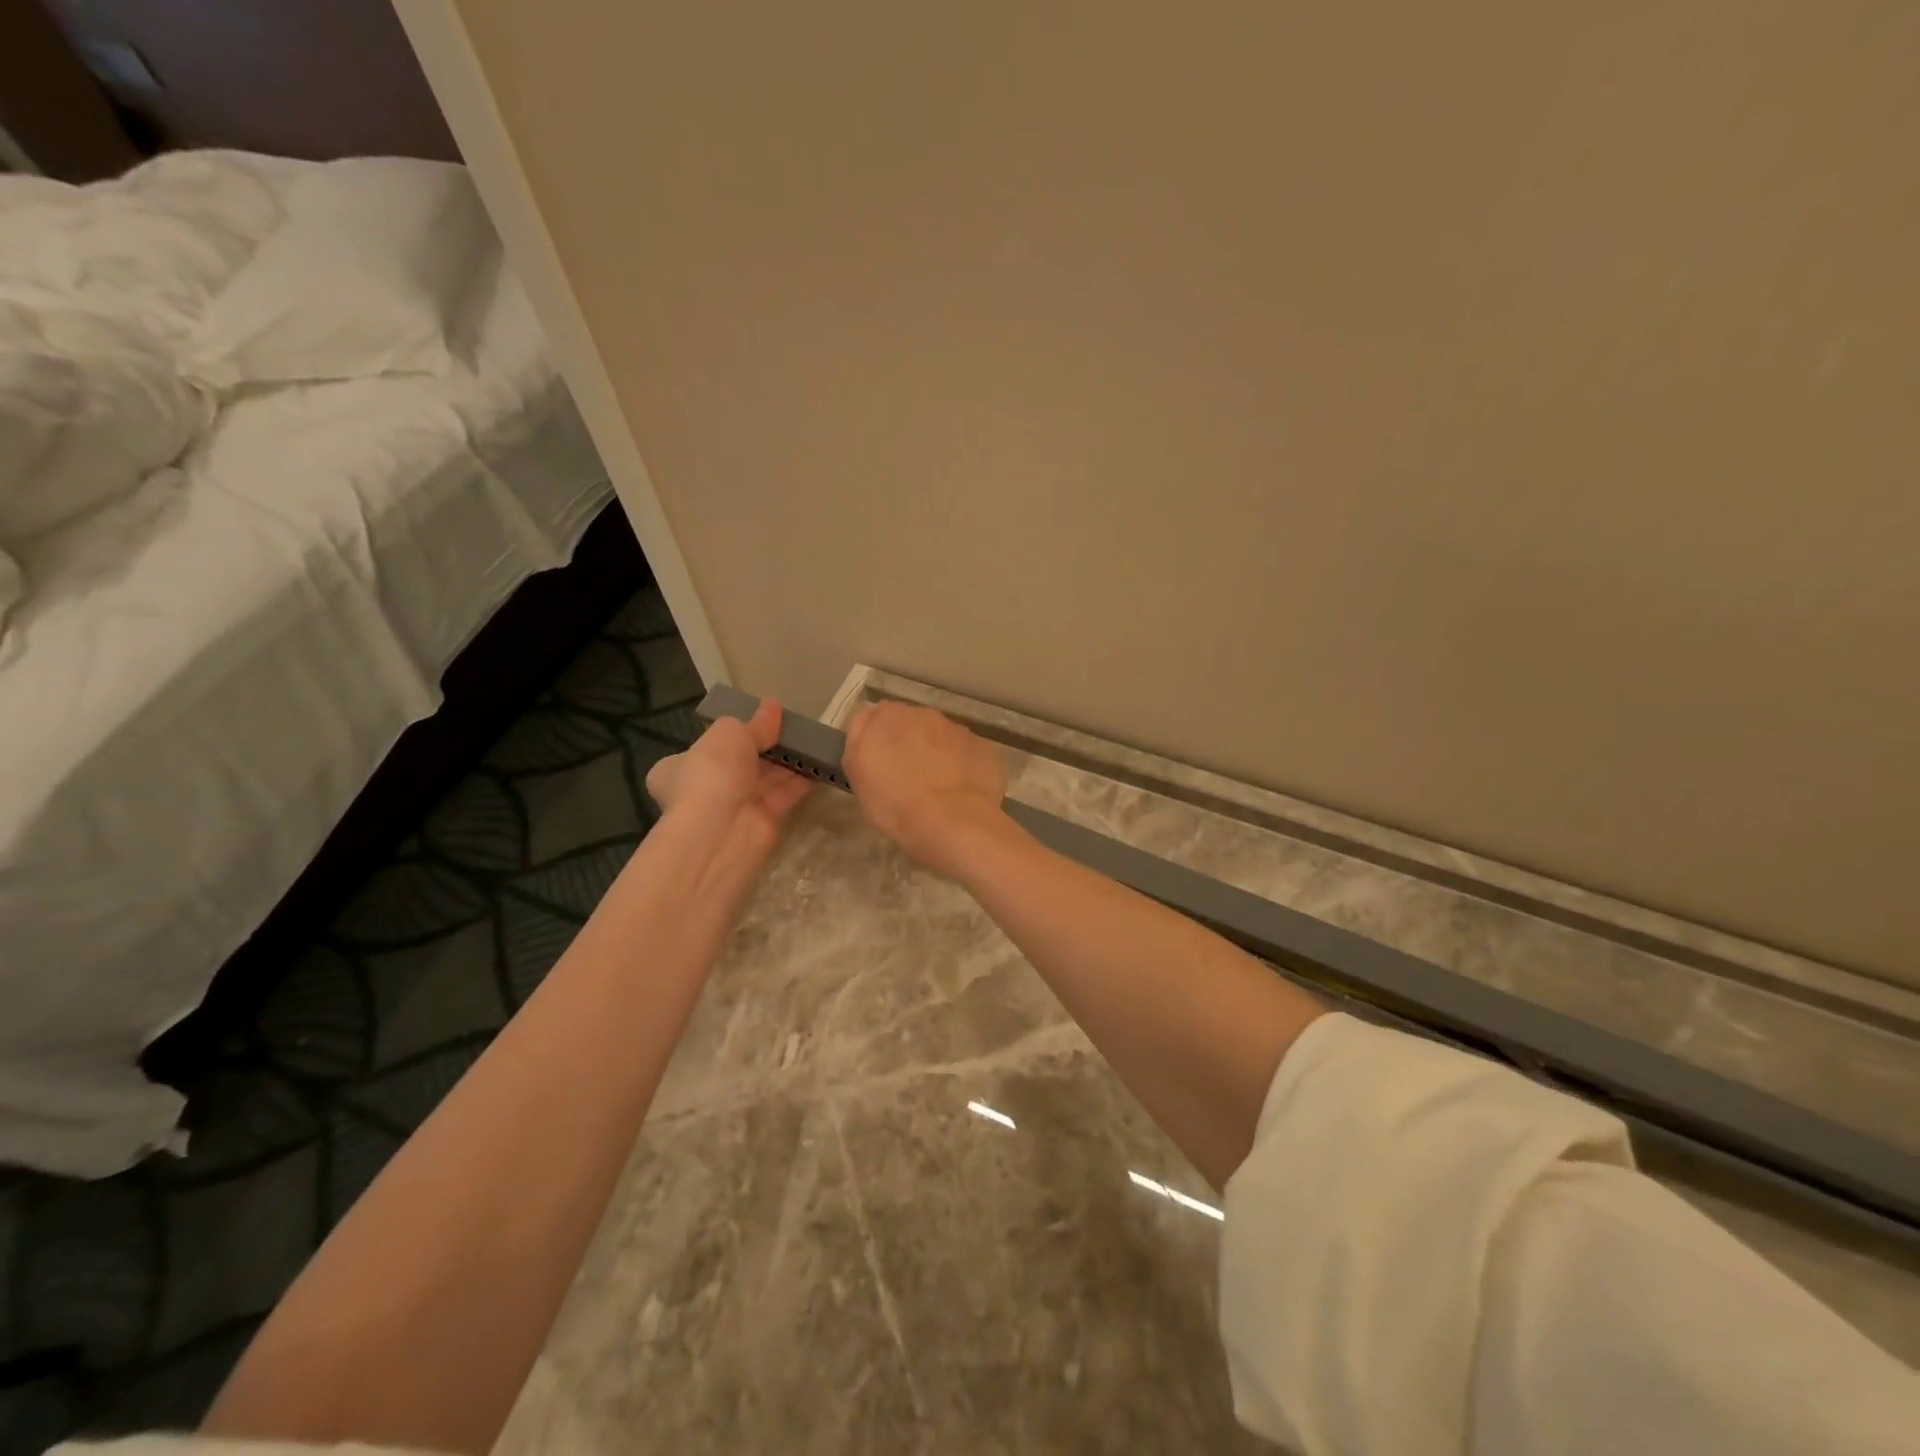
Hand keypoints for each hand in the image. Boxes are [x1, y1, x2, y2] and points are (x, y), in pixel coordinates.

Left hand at [645, 698, 812, 850]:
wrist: (722, 830)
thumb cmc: (712, 772)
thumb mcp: (731, 733)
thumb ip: (756, 723)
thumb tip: (774, 705)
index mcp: (678, 768)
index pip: (701, 750)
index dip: (727, 736)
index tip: (754, 722)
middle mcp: (704, 789)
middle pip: (739, 763)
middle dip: (764, 747)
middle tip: (792, 726)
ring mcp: (734, 808)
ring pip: (765, 779)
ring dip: (787, 761)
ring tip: (813, 739)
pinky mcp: (763, 822)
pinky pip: (785, 795)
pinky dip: (801, 780)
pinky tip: (821, 762)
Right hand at [842, 701, 1009, 873]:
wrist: (952, 823)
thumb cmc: (895, 804)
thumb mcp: (857, 775)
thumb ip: (860, 741)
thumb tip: (868, 724)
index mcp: (888, 717)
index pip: (877, 718)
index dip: (879, 742)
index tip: (881, 766)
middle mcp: (925, 714)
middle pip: (913, 726)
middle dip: (911, 746)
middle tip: (908, 780)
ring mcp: (959, 730)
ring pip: (943, 739)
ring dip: (939, 756)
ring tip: (939, 791)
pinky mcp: (984, 747)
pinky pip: (969, 754)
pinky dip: (964, 768)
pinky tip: (962, 794)